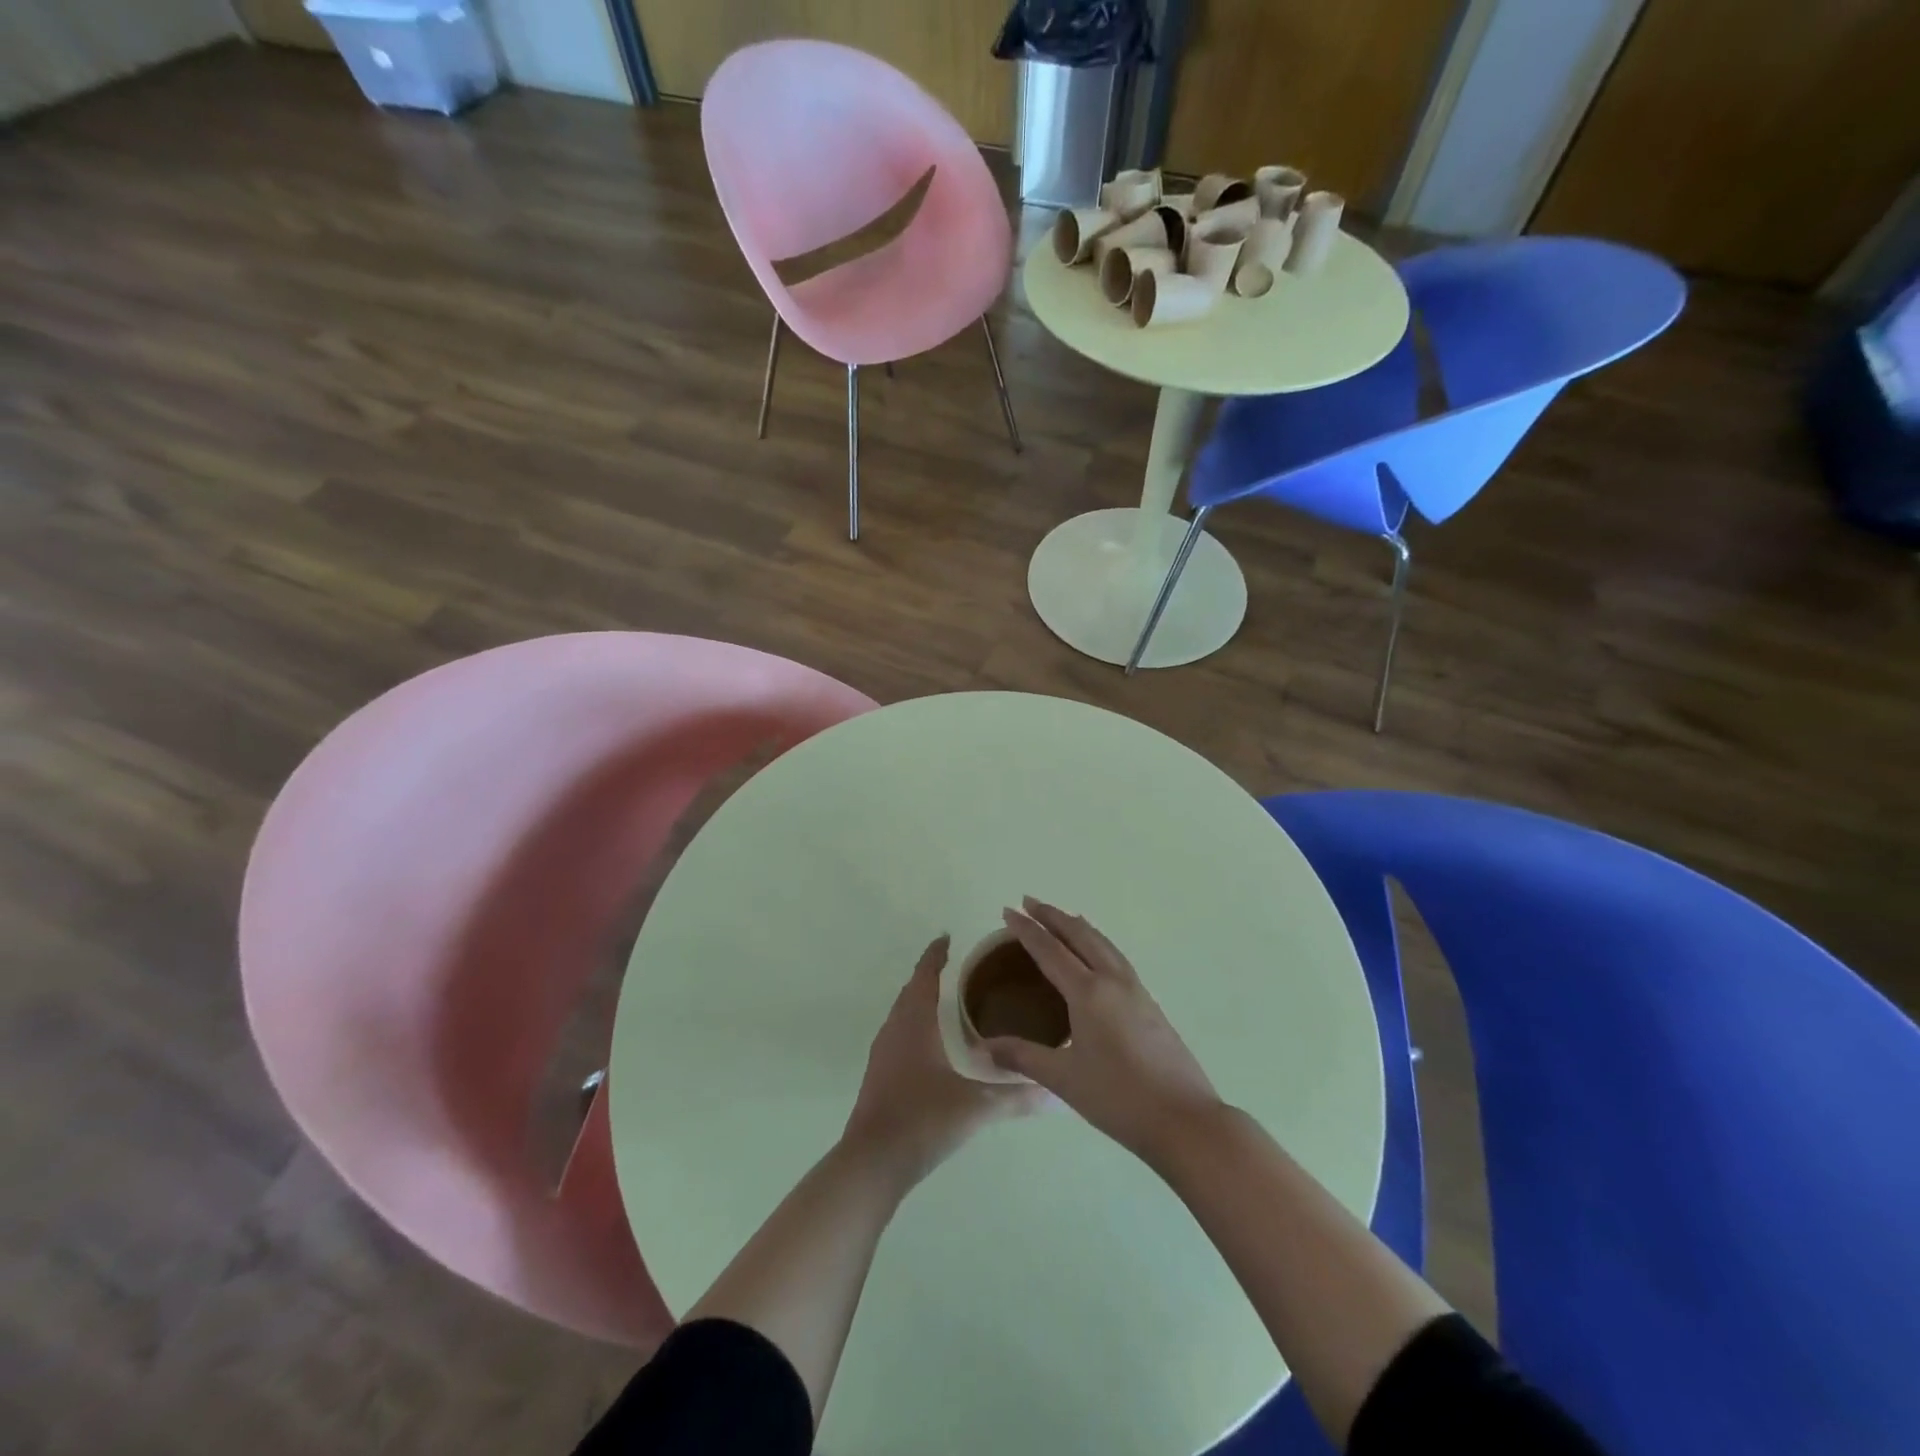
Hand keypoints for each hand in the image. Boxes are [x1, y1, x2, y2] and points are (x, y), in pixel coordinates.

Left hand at [842, 935, 1043, 1185]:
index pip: (925, 976)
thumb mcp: (975, 1108)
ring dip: (920, 1000)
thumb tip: (1055, 1093)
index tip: (947, 937)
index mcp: (915, 1024)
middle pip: (911, 991)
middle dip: (930, 975)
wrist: (872, 1163)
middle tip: (956, 966)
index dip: (935, 956)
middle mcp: (895, 1030)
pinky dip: (914, 1025)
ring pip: (902, 1014)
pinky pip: (898, 1035)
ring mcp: (882, 1054)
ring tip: (946, 999)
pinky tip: (931, 1044)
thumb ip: (1016, 1097)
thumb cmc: (922, 1120)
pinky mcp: (879, 1076)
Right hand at [986, 899, 1222, 1165]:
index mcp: (1088, 993)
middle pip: (1079, 935)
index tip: (1008, 910)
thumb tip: (984, 1047)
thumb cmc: (1119, 1099)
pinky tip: (1097, 955)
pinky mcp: (1150, 1003)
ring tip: (1062, 917)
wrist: (1185, 1120)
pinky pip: (1117, 957)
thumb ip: (1023, 1057)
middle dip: (1053, 916)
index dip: (1027, 929)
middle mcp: (1113, 980)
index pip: (1050, 950)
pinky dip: (1098, 942)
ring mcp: (1136, 989)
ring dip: (1078, 925)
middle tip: (1029, 902)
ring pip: (1102, 943)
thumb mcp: (1064, 1080)